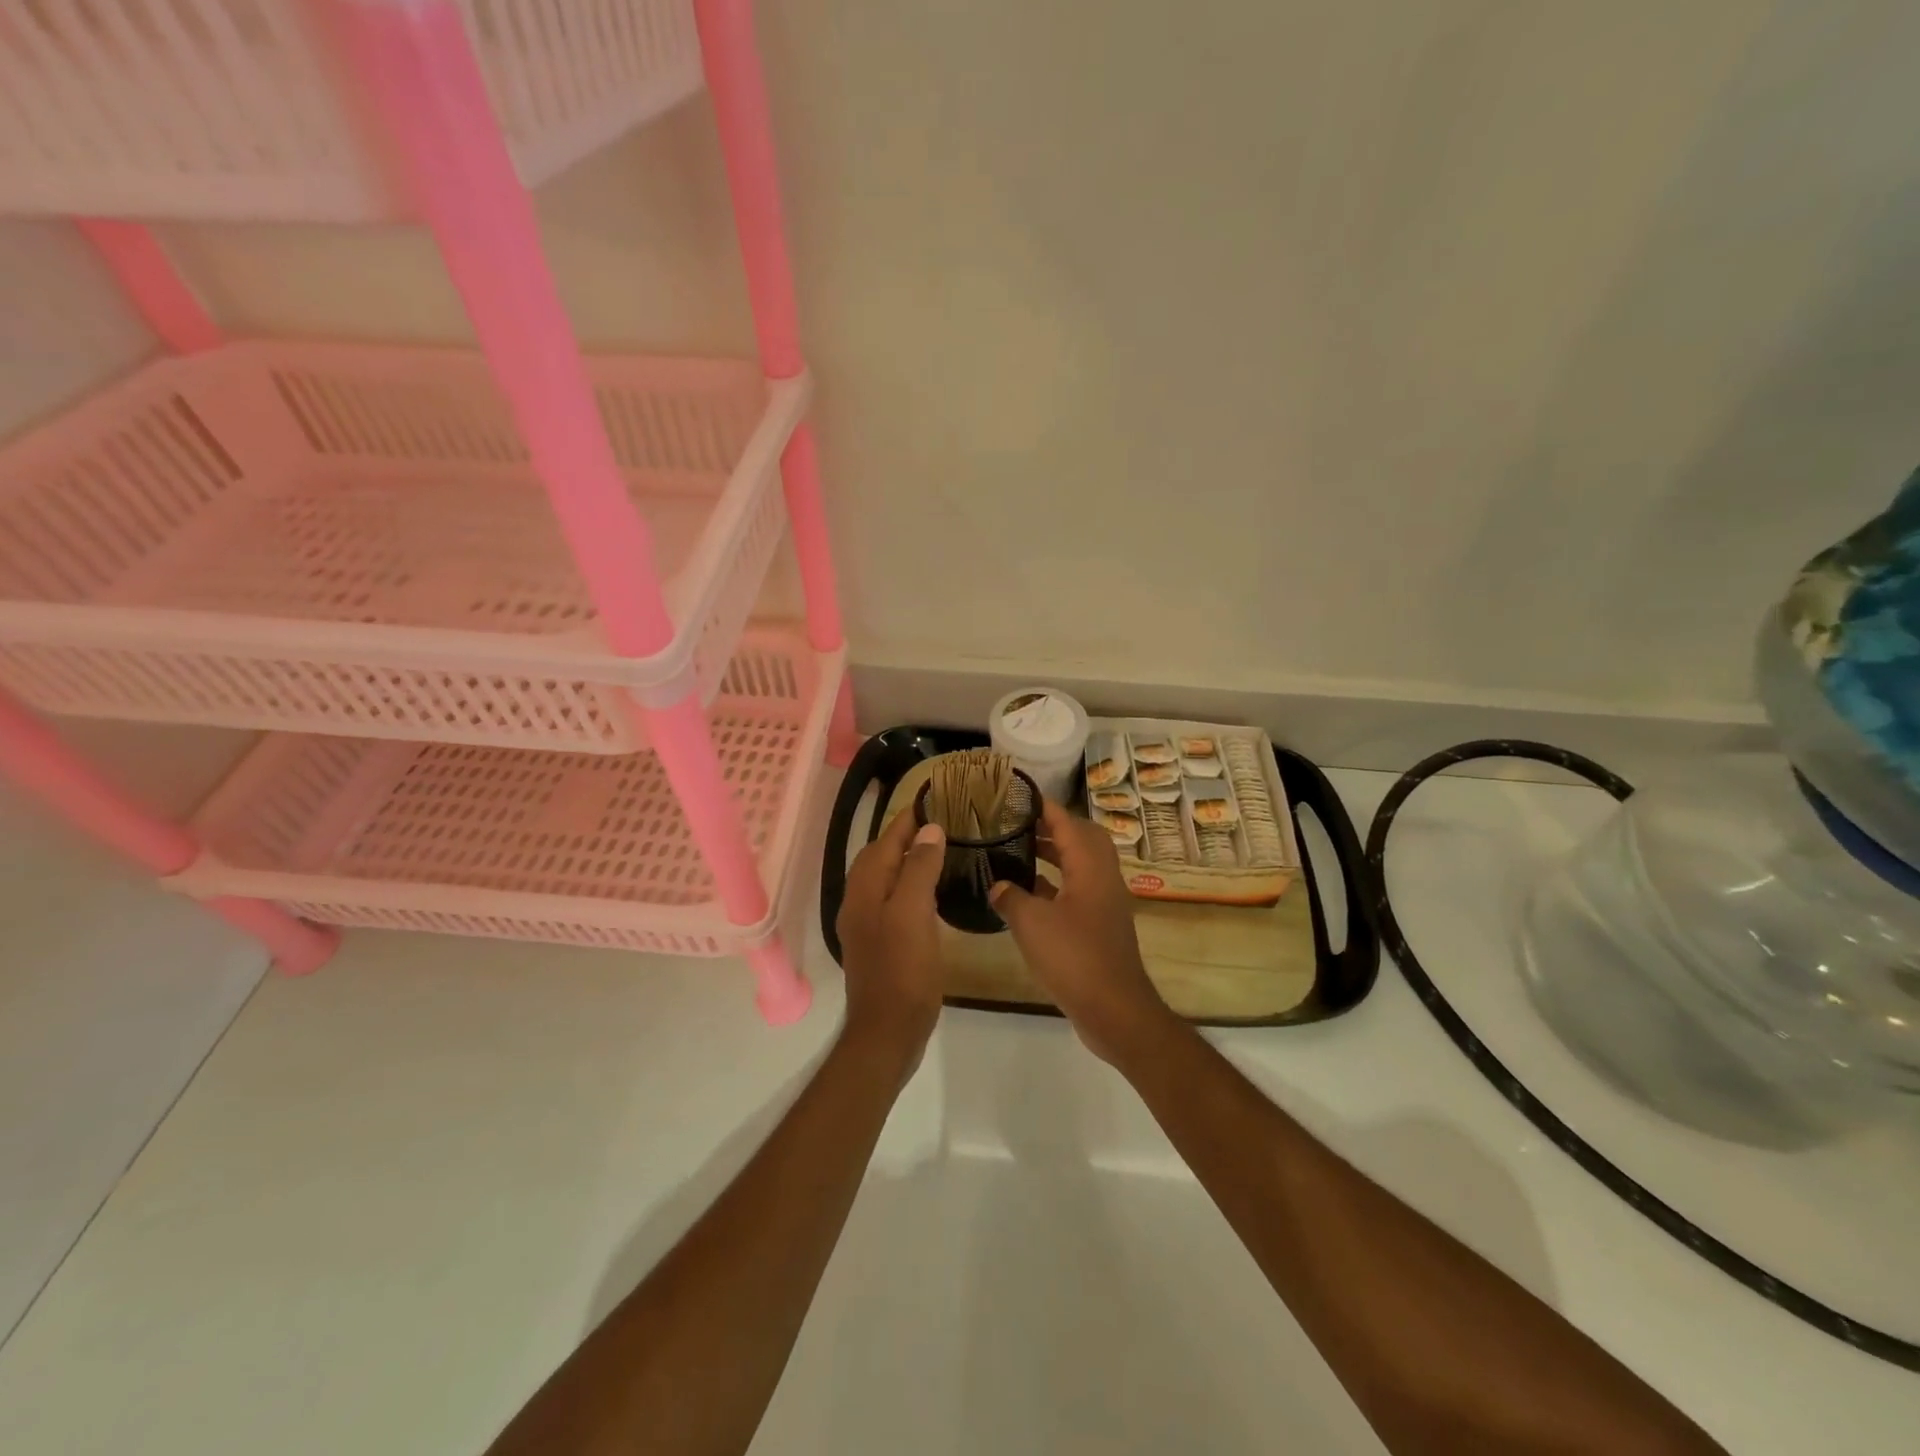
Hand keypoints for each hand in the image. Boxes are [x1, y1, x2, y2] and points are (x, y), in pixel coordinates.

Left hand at [835, 806, 947, 1065]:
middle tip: (936, 823)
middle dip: (902, 836)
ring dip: (905, 861)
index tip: (930, 798)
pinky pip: (891, 901)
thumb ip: (918, 868)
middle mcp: (858, 903)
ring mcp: (866, 926)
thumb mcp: (913, 912)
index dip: (905, 819)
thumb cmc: (903, 969)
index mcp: (864, 890)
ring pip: (884, 880)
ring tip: (936, 851)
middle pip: (878, 858)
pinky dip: (907, 885)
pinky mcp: (879, 944)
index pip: (883, 842)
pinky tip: (928, 893)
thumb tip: (929, 830)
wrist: (888, 1030)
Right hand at [989, 799, 1173, 1064]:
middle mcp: (1102, 877)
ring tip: (1019, 850)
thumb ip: (1011, 897)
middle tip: (1020, 823)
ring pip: (1080, 864)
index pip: (1068, 823)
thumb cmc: (1073, 958)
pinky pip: (1078, 889)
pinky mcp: (1100, 924)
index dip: (1045, 807)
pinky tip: (1028, 893)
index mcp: (1090, 867)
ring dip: (1054, 854)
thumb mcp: (1031, 924)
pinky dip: (1055, 883)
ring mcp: (1104, 902)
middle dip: (1053, 827)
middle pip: (1082, 838)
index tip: (1020, 796)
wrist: (1114, 1008)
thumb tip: (997, 885)